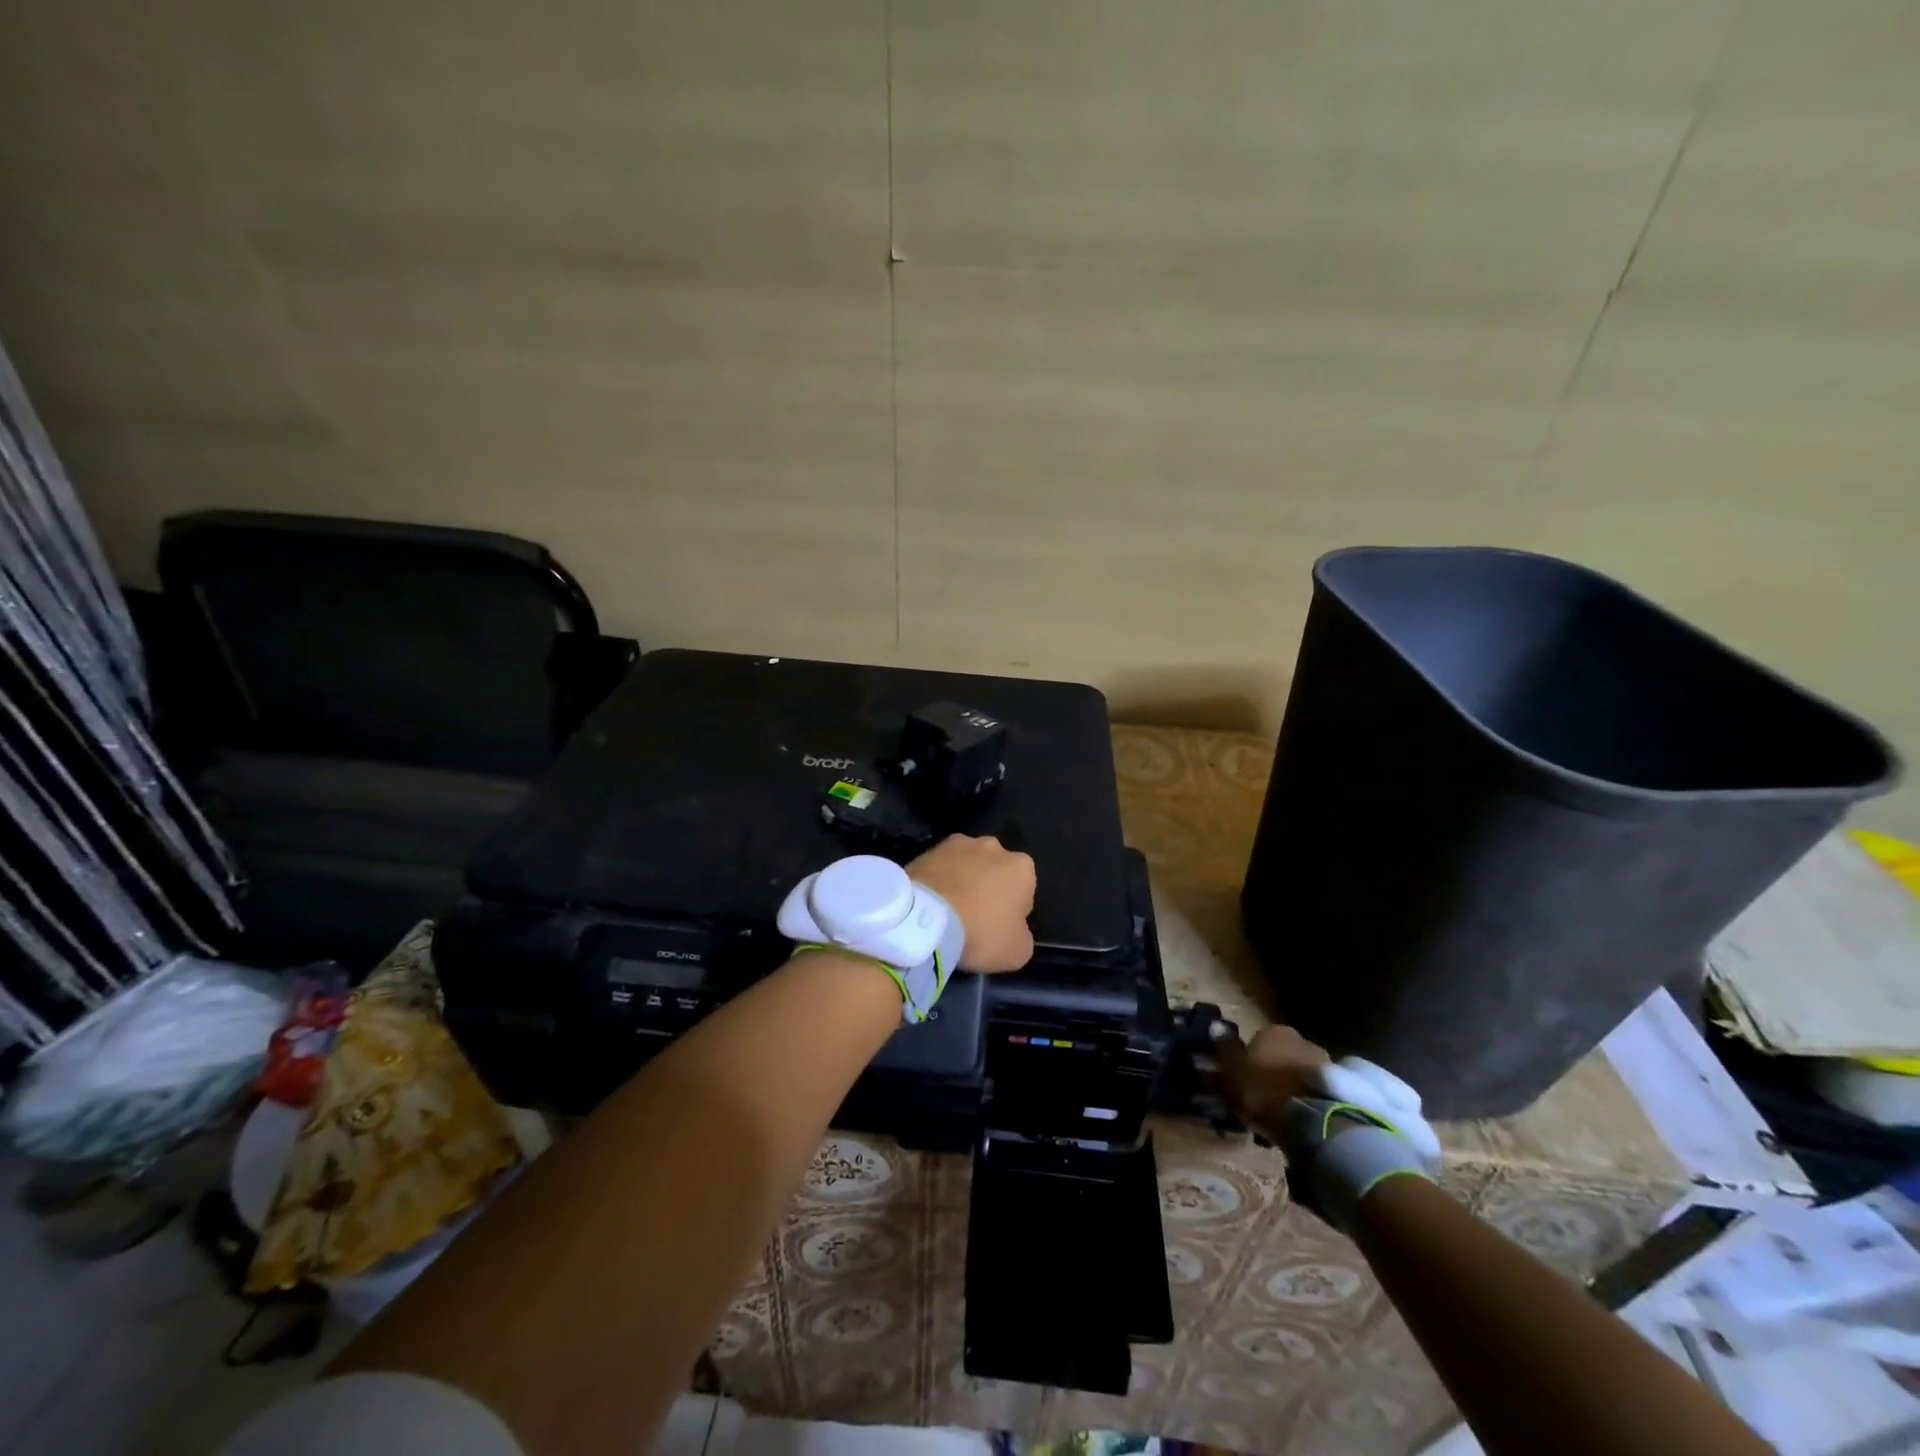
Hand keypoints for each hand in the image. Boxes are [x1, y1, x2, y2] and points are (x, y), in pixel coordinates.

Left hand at [906, 835, 1035, 973]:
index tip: (999, 927)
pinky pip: (939, 868)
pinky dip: (937, 881)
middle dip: (987, 887)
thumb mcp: (1018, 951)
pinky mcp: (927, 850)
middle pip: (995, 870)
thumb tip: (1014, 929)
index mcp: (1021, 867)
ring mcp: (957, 843)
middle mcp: (993, 846)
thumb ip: (1022, 935)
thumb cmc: (981, 933)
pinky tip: (929, 904)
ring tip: (947, 911)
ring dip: (961, 880)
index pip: (1025, 888)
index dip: (1013, 909)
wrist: (925, 920)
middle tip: (974, 918)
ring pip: (966, 864)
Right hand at [1211, 1022, 1329, 1141]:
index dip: (1249, 1061)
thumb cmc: (1263, 1090)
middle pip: (1282, 1055)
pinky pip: (1315, 1092)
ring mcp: (1325, 1063)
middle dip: (1273, 1072)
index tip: (1244, 1082)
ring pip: (1300, 1073)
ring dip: (1292, 1087)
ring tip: (1282, 1114)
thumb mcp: (1231, 1073)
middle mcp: (1301, 1040)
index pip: (1257, 1040)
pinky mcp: (1342, 1089)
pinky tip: (1299, 1120)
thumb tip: (1215, 1025)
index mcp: (1274, 1031)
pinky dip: (1307, 1101)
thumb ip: (1224, 1050)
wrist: (1314, 1121)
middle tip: (1262, 1098)